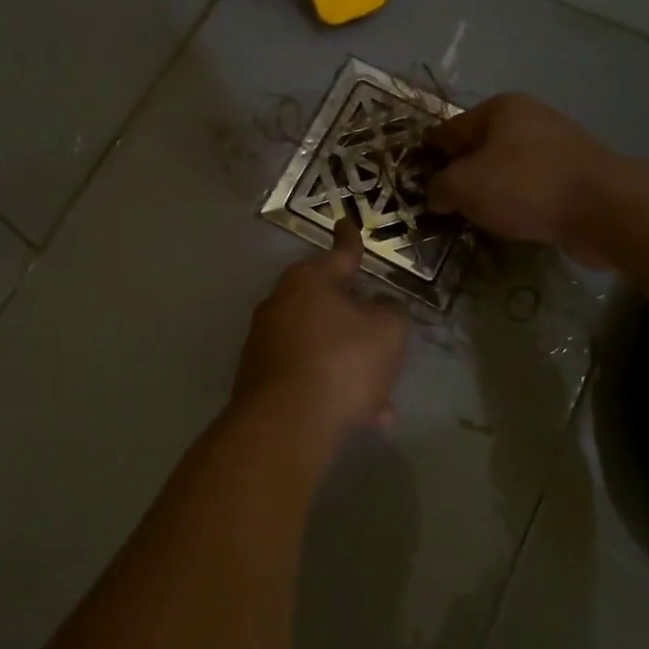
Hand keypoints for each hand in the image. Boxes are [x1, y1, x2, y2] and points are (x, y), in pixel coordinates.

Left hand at [231, 217, 407, 455]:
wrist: (285, 425)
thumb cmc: (341, 362)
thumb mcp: (387, 331)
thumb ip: (389, 310)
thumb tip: (377, 306)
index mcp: (308, 281)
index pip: (339, 254)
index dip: (350, 240)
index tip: (346, 223)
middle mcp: (280, 303)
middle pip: (328, 304)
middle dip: (358, 323)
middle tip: (382, 338)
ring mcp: (265, 342)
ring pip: (322, 346)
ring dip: (350, 365)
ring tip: (381, 400)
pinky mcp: (259, 378)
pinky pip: (308, 375)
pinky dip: (332, 388)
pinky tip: (363, 418)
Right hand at [425, 93, 614, 267]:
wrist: (603, 209)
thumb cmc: (524, 186)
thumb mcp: (463, 186)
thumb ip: (439, 188)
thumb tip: (435, 195)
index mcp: (500, 108)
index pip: (449, 130)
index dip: (428, 157)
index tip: (414, 184)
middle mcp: (530, 118)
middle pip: (479, 149)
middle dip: (461, 176)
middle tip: (443, 207)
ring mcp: (558, 146)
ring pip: (507, 170)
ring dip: (490, 193)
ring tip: (474, 220)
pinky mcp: (577, 176)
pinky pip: (533, 188)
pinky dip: (519, 204)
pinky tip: (510, 225)